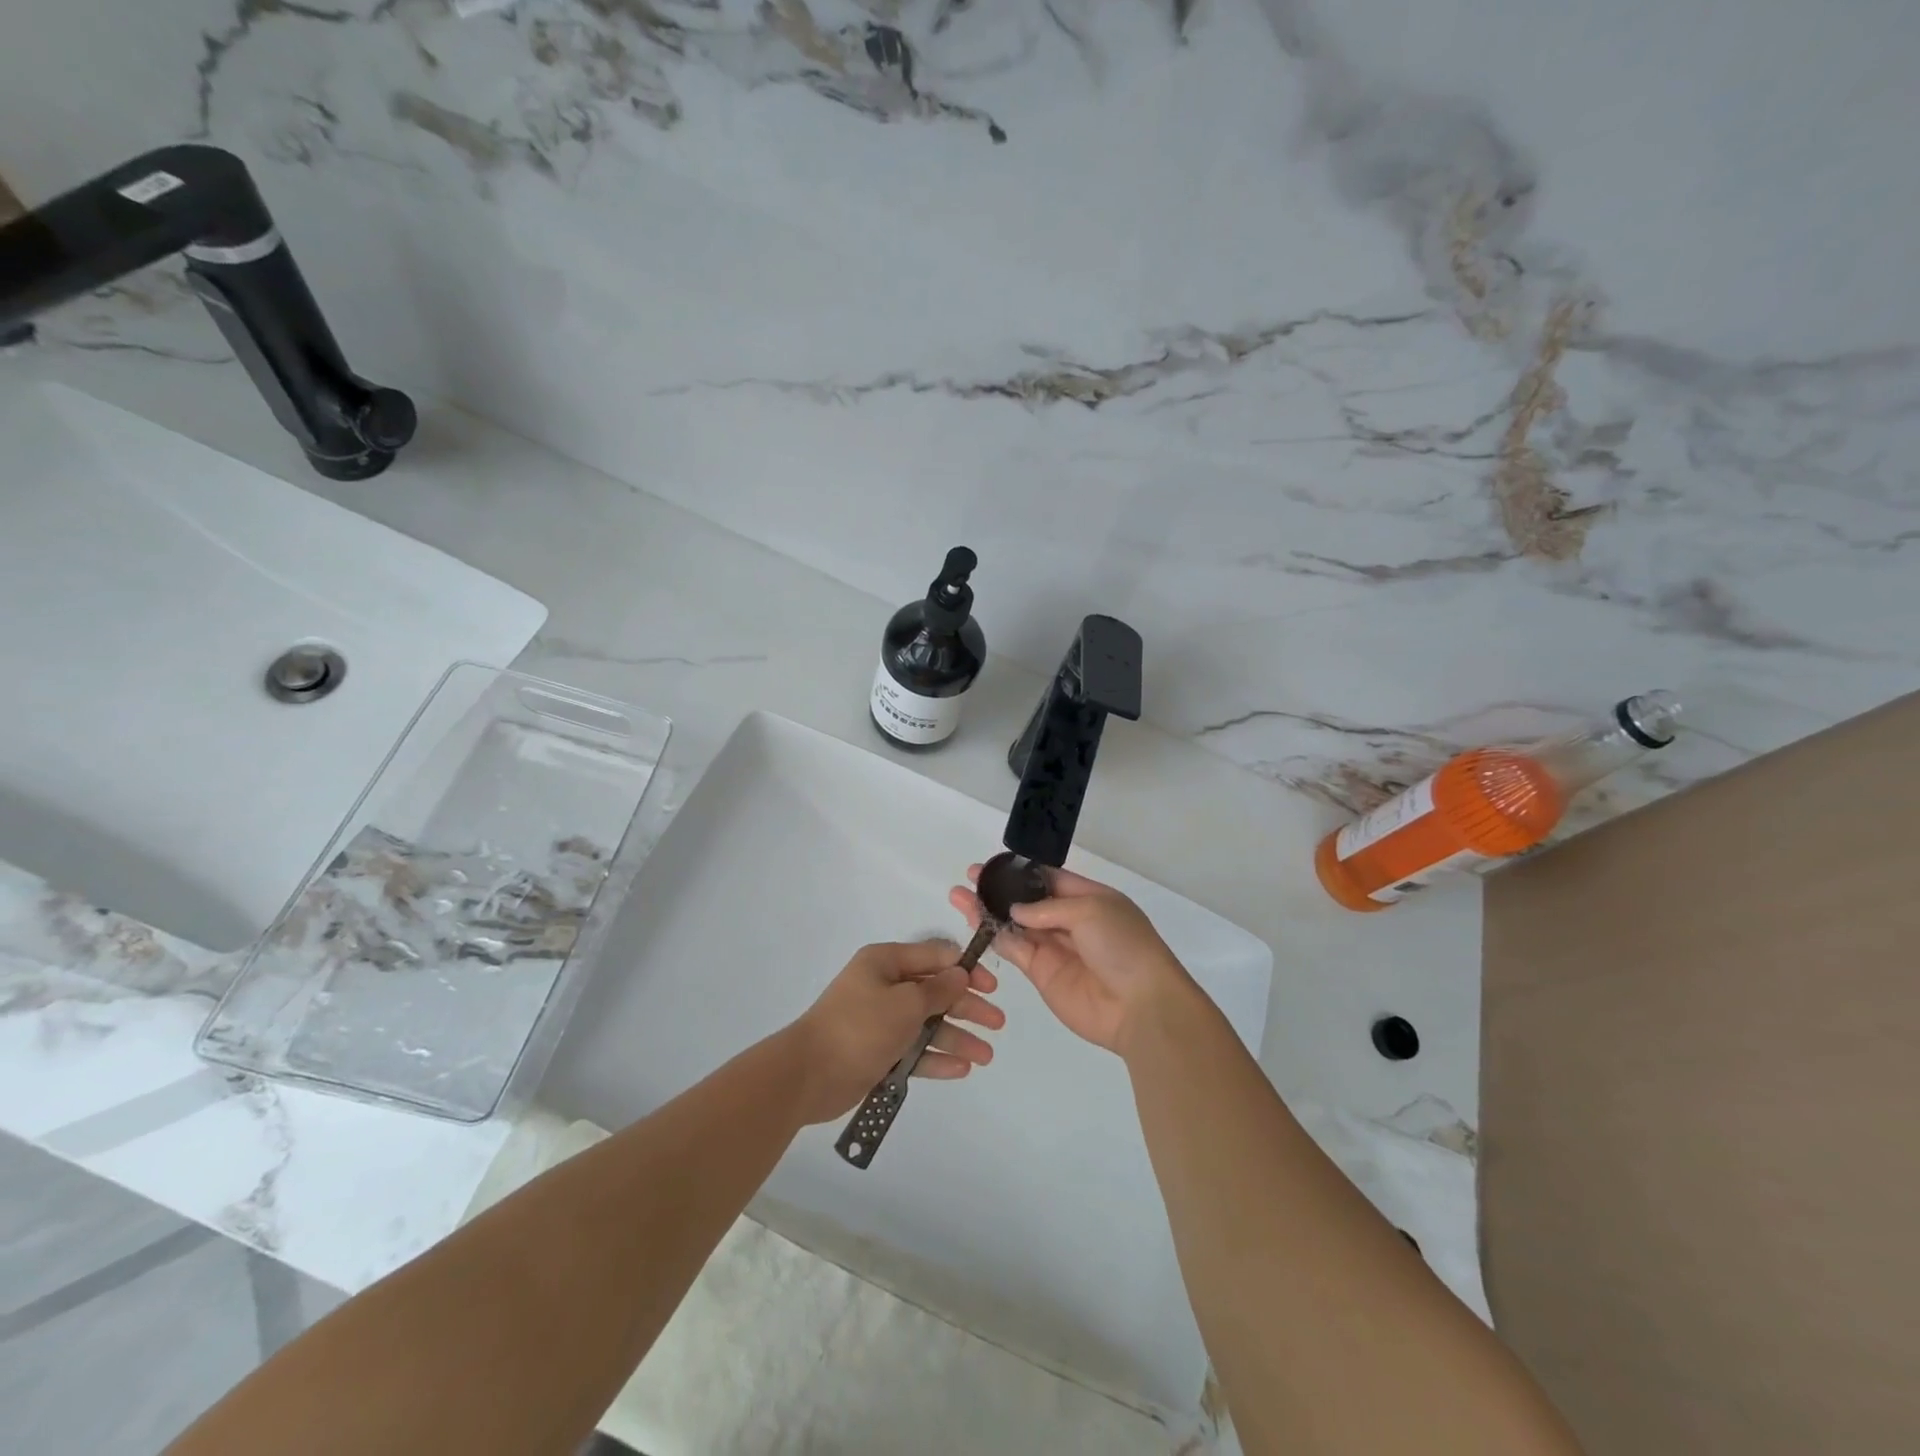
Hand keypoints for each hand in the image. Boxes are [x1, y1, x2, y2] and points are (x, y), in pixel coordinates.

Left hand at [784, 940, 1004, 1123]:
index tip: (992, 987)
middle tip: (997, 1023)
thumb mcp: (905, 1003)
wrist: (809, 1075)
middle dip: (967, 1007)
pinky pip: (914, 1051)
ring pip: (927, 1024)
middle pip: (934, 992)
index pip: (934, 957)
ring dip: (957, 1037)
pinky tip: (961, 1068)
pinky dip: (935, 1058)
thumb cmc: (860, 1026)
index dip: (965, 970)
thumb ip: (938, 990)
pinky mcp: (878, 1052)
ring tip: (986, 1056)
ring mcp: (880, 1021)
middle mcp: (884, 987)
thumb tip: (961, 974)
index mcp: (886, 963)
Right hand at [949, 865, 1193, 1055]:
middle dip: (999, 890)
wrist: (1140, 1006)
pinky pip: (1014, 950)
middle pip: (1027, 902)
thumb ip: (1047, 908)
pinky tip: (974, 923)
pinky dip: (994, 937)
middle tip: (969, 879)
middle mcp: (1069, 921)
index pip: (1049, 879)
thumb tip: (1015, 910)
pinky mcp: (1042, 974)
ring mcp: (1054, 949)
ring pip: (1015, 925)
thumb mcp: (1090, 910)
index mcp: (1089, 898)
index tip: (992, 864)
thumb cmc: (1123, 946)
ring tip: (959, 897)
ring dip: (988, 912)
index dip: (1020, 872)